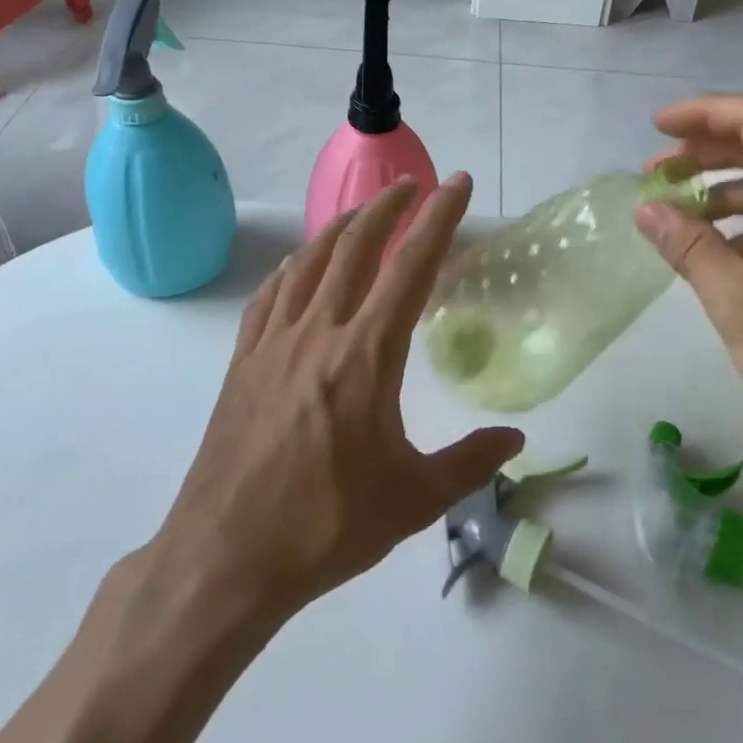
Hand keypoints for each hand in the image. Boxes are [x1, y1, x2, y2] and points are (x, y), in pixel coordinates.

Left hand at [161, 175, 523, 620]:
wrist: (225, 558)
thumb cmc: (326, 527)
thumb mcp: (413, 499)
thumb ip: (470, 461)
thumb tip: (516, 438)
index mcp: (367, 355)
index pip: (411, 266)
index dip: (439, 218)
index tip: (458, 184)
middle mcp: (320, 331)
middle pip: (356, 245)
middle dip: (389, 206)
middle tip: (414, 185)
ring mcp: (274, 342)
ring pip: (310, 260)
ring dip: (341, 226)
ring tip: (364, 212)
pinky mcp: (242, 361)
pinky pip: (270, 295)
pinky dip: (293, 267)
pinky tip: (300, 264)